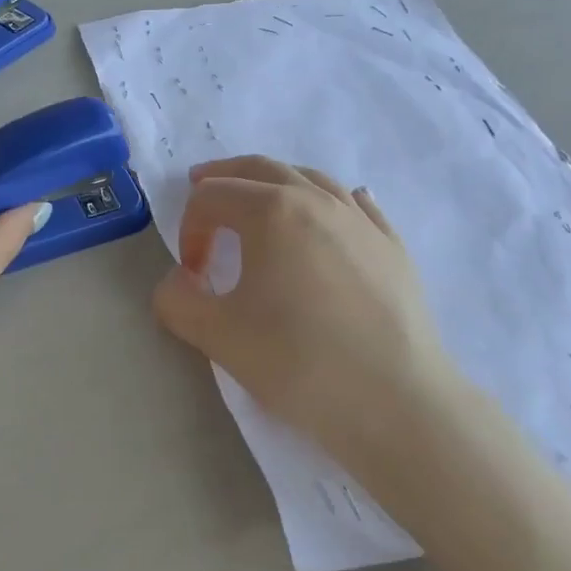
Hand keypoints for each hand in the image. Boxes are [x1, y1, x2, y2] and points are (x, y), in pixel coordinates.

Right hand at [151, 156, 459, 492]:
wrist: (395, 402)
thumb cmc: (300, 362)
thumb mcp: (219, 336)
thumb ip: (177, 301)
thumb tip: (175, 284)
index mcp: (272, 211)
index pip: (213, 198)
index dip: (190, 229)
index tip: (192, 275)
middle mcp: (317, 200)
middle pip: (260, 169)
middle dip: (224, 177)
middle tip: (201, 186)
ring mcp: (361, 220)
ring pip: (311, 178)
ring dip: (275, 181)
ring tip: (260, 197)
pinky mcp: (392, 245)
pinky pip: (357, 204)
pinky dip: (332, 199)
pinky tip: (335, 210)